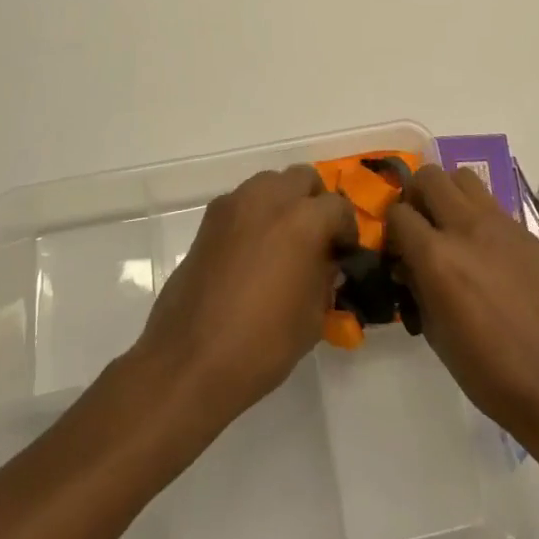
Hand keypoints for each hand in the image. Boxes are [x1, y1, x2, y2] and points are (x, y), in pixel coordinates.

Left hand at [136, 164, 355, 428]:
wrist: (191, 360)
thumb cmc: (263, 344)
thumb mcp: (313, 316)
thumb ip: (325, 277)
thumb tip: (326, 263)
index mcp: (304, 220)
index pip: (339, 206)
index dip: (347, 230)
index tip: (344, 253)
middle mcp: (269, 199)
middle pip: (303, 178)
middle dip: (315, 202)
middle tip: (316, 238)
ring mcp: (234, 205)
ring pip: (270, 183)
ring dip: (283, 202)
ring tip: (283, 241)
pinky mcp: (209, 220)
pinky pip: (242, 202)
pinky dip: (255, 215)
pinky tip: (252, 251)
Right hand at [388, 165, 538, 440]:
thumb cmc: (485, 368)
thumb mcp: (433, 331)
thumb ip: (415, 285)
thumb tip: (406, 264)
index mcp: (436, 256)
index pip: (398, 212)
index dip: (391, 228)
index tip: (396, 247)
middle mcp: (466, 228)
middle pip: (430, 176)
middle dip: (416, 195)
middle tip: (420, 224)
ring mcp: (500, 224)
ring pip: (464, 177)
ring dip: (449, 194)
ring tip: (450, 225)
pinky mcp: (525, 232)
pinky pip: (492, 204)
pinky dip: (478, 214)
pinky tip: (484, 249)